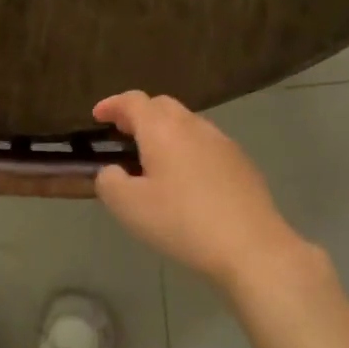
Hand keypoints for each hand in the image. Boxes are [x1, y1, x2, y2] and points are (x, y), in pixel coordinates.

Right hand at [92, 91, 308, 287]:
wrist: (250, 246)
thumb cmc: (182, 222)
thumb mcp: (129, 206)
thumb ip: (109, 181)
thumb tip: (113, 171)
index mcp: (163, 130)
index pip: (134, 101)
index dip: (112, 105)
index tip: (98, 116)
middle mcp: (194, 126)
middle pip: (163, 106)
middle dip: (139, 114)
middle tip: (123, 134)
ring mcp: (223, 143)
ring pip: (188, 124)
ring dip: (165, 132)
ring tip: (152, 159)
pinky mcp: (242, 163)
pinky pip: (206, 145)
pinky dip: (187, 150)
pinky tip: (186, 180)